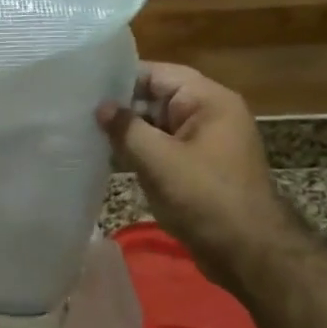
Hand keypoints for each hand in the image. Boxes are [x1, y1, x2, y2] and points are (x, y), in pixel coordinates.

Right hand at [98, 63, 300, 290]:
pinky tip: (108, 156)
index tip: (83, 87)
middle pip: (156, 97)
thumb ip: (126, 129)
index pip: (158, 74)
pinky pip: (163, 148)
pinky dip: (139, 151)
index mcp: (209, 101)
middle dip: (121, 106)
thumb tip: (102, 108)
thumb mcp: (159, 160)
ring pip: (157, 124)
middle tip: (77, 110)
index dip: (120, 78)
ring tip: (85, 131)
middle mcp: (209, 114)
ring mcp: (205, 142)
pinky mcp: (198, 167)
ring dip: (128, 131)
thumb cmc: (205, 198)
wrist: (249, 253)